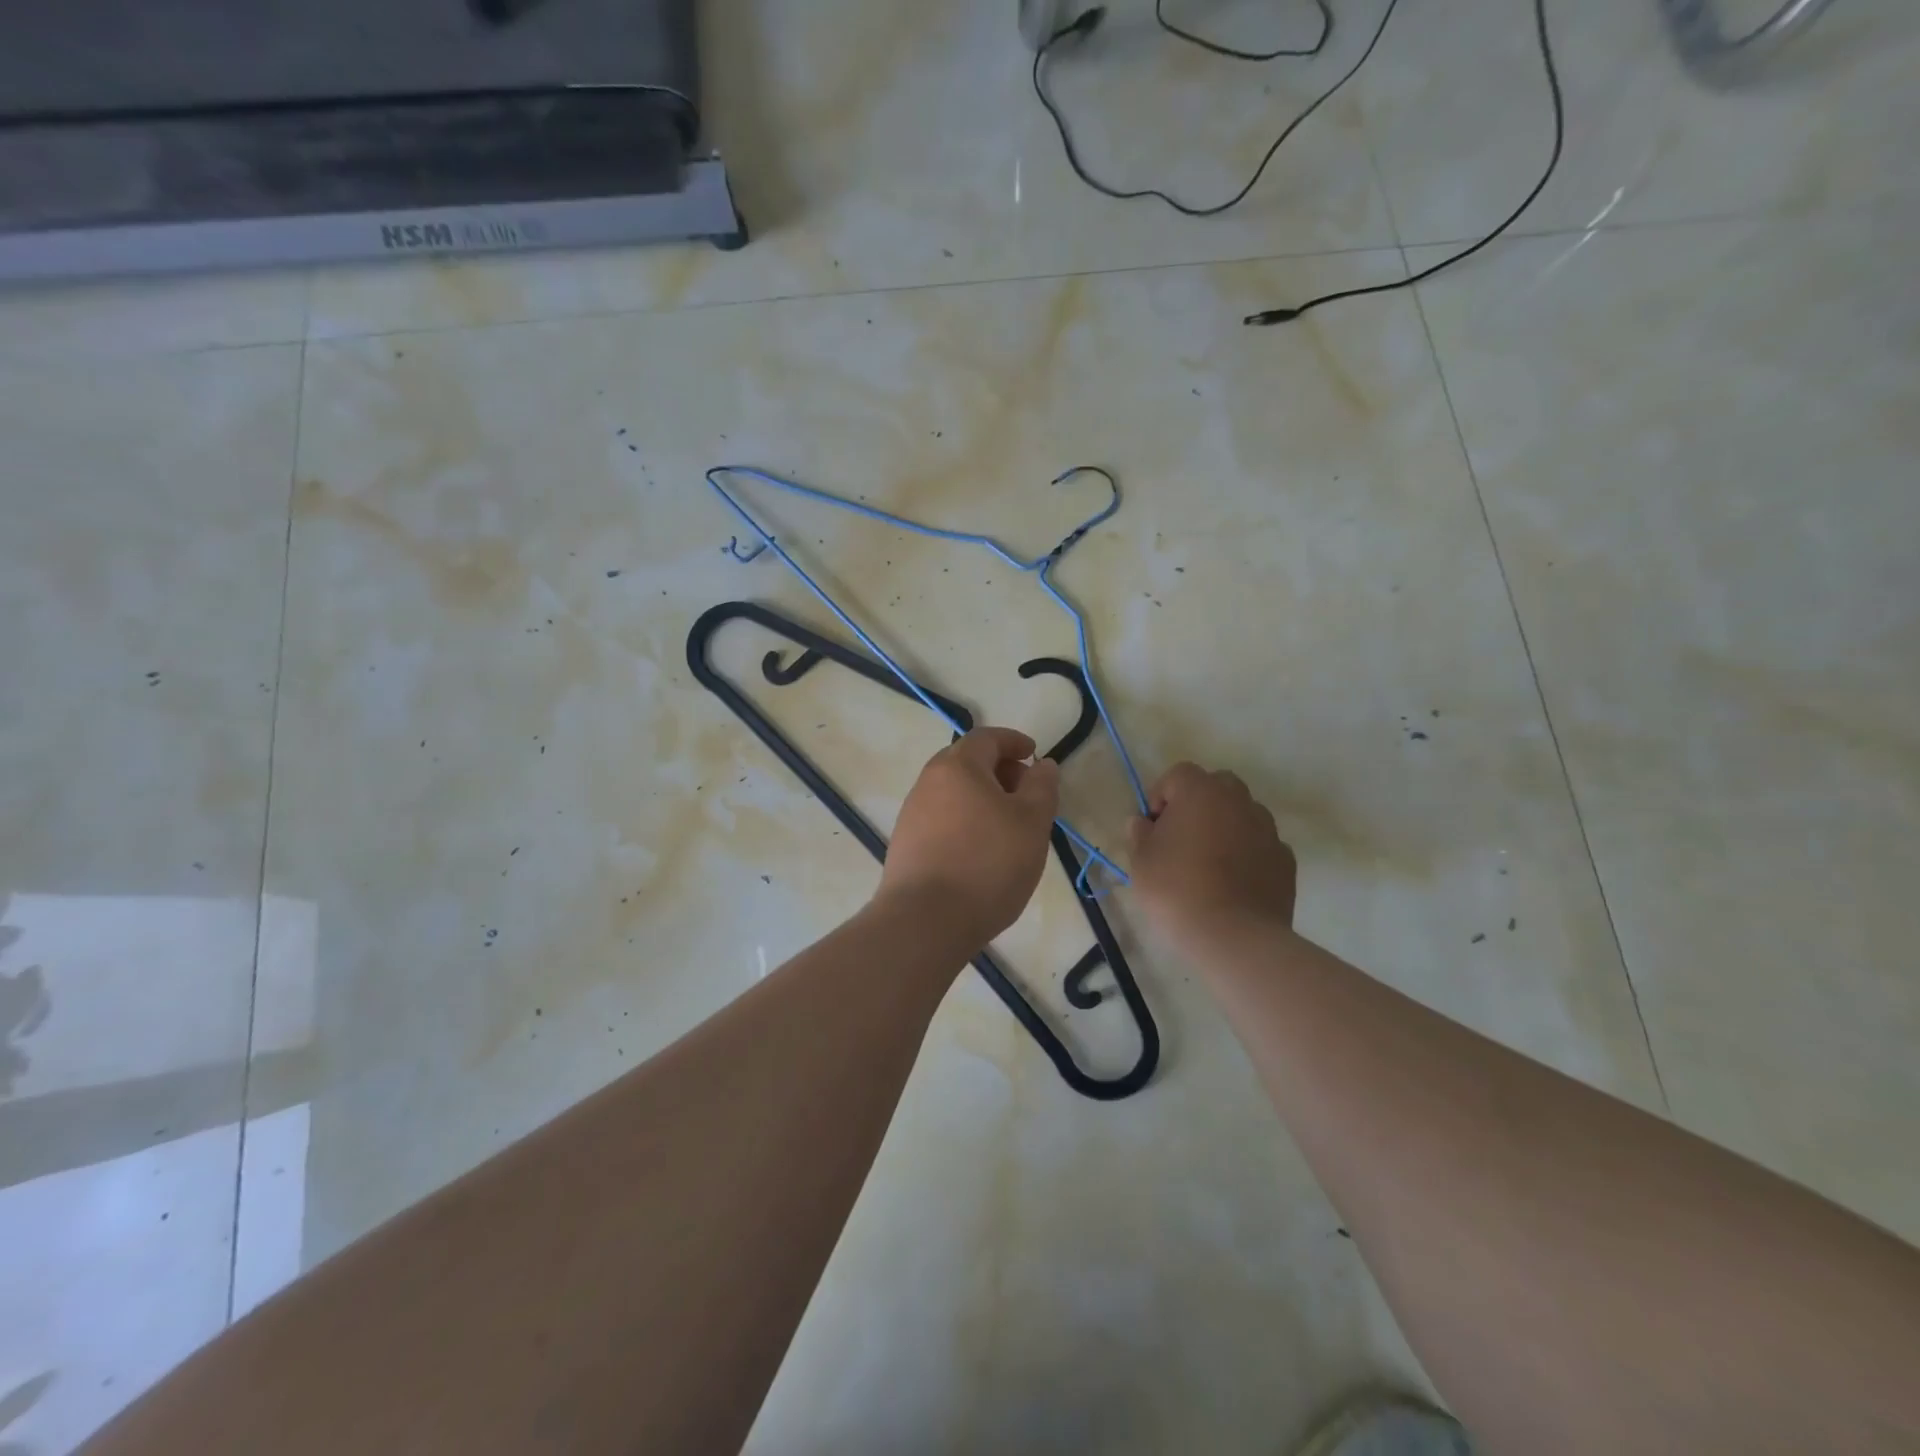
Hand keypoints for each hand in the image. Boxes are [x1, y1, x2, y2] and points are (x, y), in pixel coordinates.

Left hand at [879, 727, 1060, 948]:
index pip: (987, 737)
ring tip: (1008, 827)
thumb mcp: (1032, 822)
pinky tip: (981, 850)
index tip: (1034, 755)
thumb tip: (1043, 765)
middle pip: (967, 762)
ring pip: (953, 792)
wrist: (925, 920)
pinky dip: (965, 820)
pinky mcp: (905, 843)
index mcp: (957, 766)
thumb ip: (1042, 787)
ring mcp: (912, 813)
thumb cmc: (987, 864)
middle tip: (1025, 793)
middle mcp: (928, 781)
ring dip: (982, 797)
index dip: (1014, 741)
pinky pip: (942, 818)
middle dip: (999, 770)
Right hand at [1128, 762, 1296, 951]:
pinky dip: (1248, 854)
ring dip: (1226, 827)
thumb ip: (1140, 833)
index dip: (1161, 795)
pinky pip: (1261, 845)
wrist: (1234, 935)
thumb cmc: (1177, 889)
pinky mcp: (1285, 860)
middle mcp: (1238, 801)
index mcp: (1201, 792)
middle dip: (1199, 803)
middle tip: (1182, 837)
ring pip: (1243, 814)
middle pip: (1217, 786)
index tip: (1153, 826)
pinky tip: (1234, 883)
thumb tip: (1144, 822)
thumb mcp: (1140, 861)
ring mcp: (1268, 829)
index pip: (1179, 774)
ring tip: (1210, 863)